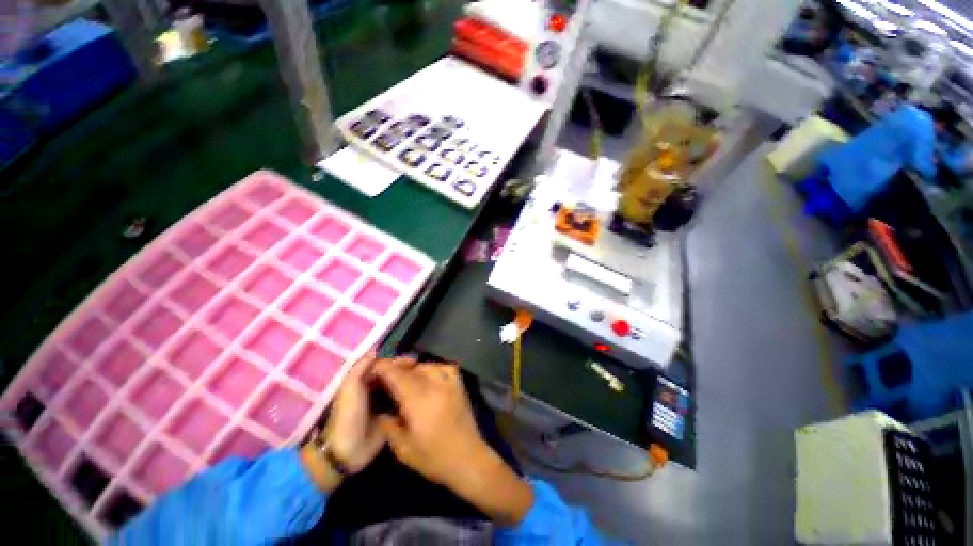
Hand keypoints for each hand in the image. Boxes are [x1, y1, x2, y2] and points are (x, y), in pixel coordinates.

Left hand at [301, 353, 413, 491]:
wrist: (348, 450)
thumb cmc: (348, 415)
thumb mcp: (349, 388)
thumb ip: (360, 368)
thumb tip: (376, 351)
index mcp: (364, 382)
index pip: (383, 366)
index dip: (397, 362)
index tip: (413, 360)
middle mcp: (375, 390)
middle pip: (393, 375)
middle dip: (406, 371)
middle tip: (422, 369)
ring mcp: (384, 403)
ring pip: (399, 387)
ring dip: (410, 382)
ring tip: (426, 379)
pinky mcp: (392, 416)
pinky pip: (403, 402)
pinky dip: (411, 397)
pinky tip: (422, 393)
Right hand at [374, 361, 533, 525]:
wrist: (468, 458)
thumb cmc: (433, 457)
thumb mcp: (403, 448)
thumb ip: (388, 424)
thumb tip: (380, 407)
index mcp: (417, 398)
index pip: (395, 373)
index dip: (381, 368)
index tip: (372, 370)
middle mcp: (434, 383)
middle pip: (409, 367)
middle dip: (395, 369)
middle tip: (385, 379)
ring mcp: (449, 380)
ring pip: (424, 365)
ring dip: (412, 370)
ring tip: (405, 381)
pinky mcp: (458, 382)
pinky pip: (441, 367)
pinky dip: (431, 369)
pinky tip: (427, 379)